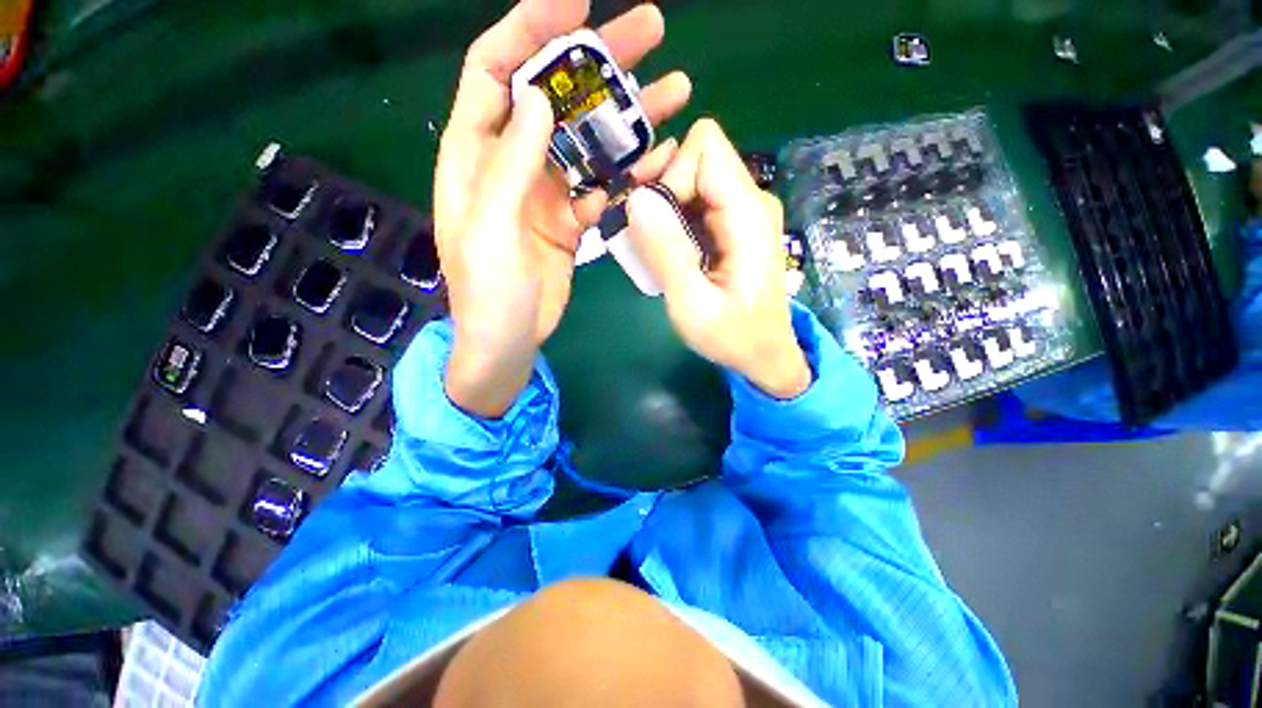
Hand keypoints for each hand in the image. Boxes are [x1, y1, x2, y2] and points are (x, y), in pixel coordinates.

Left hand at [435, 0, 690, 417]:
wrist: (509, 340)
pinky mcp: (570, 218)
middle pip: (554, 94)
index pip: (495, 69)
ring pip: (588, 139)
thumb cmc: (488, 292)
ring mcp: (546, 191)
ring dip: (628, 115)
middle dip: (598, 59)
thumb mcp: (490, 228)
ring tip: (675, 91)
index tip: (577, 3)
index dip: (530, 28)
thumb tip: (538, 97)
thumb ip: (509, 163)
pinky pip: (602, 183)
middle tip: (651, 30)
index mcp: (474, 155)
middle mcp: (511, 162)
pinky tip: (659, 160)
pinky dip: (629, 171)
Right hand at [625, 119, 810, 399]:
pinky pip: (693, 203)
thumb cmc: (733, 337)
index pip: (705, 147)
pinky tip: (664, 252)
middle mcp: (749, 201)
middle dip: (659, 188)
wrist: (765, 355)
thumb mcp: (693, 305)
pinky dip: (670, 220)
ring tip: (649, 247)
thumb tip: (636, 198)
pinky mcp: (731, 226)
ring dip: (661, 206)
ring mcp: (741, 213)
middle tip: (640, 232)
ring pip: (690, 178)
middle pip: (695, 157)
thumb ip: (666, 254)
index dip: (670, 175)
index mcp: (747, 213)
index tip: (656, 223)